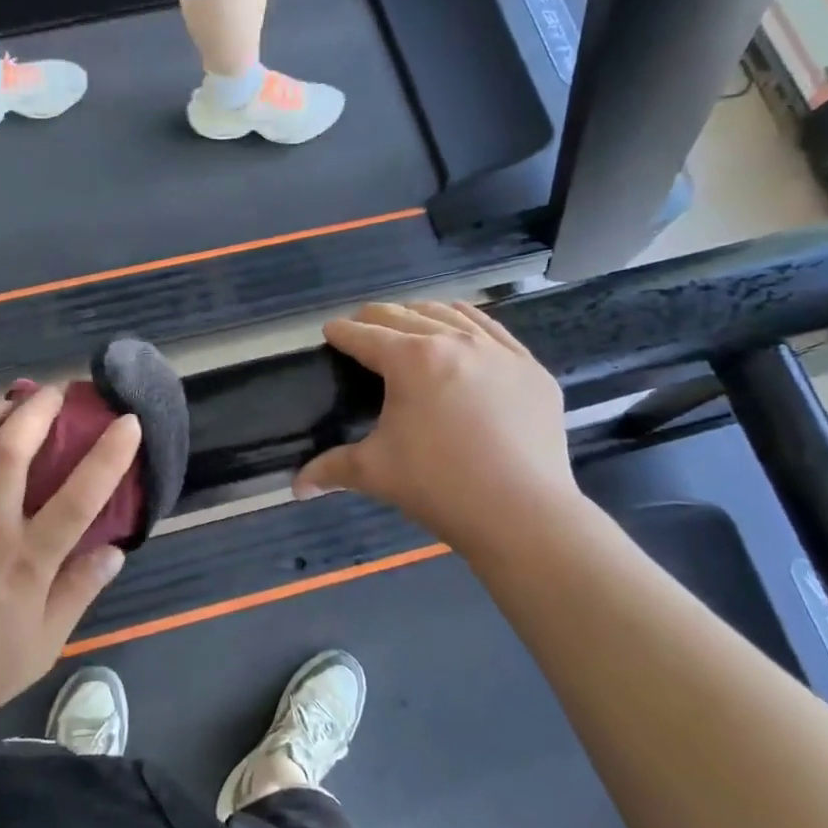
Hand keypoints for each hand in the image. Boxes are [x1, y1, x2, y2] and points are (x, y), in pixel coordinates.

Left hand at [0, 386, 142, 736]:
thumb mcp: (41, 646)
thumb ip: (78, 593)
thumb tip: (115, 551)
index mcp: (27, 562)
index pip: (79, 498)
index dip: (108, 455)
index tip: (127, 422)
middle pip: (13, 451)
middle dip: (40, 410)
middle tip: (57, 391)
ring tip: (13, 399)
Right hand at [296, 302, 583, 552]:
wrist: (523, 514)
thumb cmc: (439, 487)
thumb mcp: (375, 473)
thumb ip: (331, 469)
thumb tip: (297, 486)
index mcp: (410, 360)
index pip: (364, 335)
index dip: (341, 332)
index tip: (330, 332)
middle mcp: (454, 341)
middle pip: (404, 314)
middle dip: (375, 317)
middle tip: (361, 328)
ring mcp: (498, 352)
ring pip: (451, 313)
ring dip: (421, 313)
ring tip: (408, 322)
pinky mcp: (531, 369)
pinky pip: (493, 330)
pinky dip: (467, 323)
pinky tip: (462, 330)